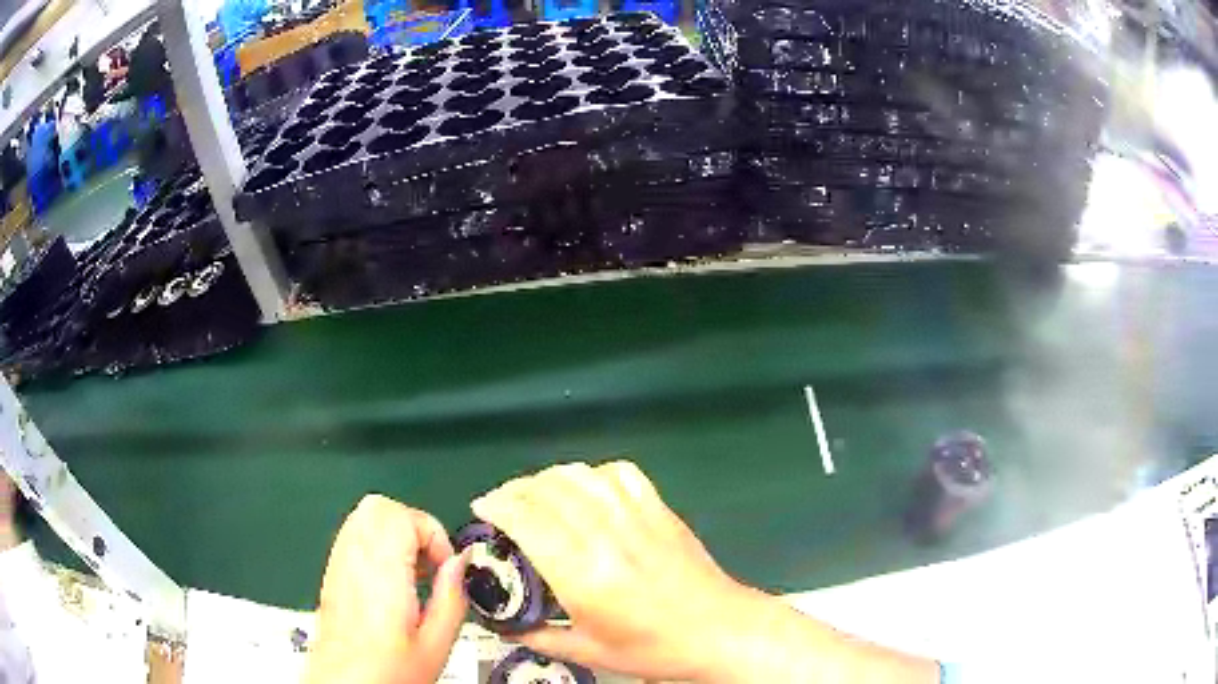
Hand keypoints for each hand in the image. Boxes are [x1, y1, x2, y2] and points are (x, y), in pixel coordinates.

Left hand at [305, 495, 469, 683]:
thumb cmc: (386, 673)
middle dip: (413, 525)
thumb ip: (452, 598)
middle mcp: (353, 560)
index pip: (403, 516)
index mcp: (380, 573)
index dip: (433, 534)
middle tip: (429, 564)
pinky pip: (354, 535)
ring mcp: (338, 563)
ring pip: (364, 516)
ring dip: (396, 533)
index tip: (444, 568)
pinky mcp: (332, 572)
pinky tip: (392, 581)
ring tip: (412, 574)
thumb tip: (461, 563)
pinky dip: (378, 544)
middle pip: (379, 506)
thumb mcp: (435, 644)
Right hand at [470, 461, 760, 681]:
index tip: (482, 507)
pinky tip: (586, 490)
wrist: (718, 630)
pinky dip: (592, 474)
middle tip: (502, 504)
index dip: (498, 505)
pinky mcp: (659, 508)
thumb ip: (537, 635)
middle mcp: (607, 536)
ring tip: (536, 495)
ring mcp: (637, 516)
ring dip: (548, 478)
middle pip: (549, 490)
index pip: (528, 520)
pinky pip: (619, 473)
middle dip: (515, 489)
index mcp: (584, 575)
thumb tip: (502, 624)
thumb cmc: (653, 647)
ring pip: (580, 475)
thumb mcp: (588, 652)